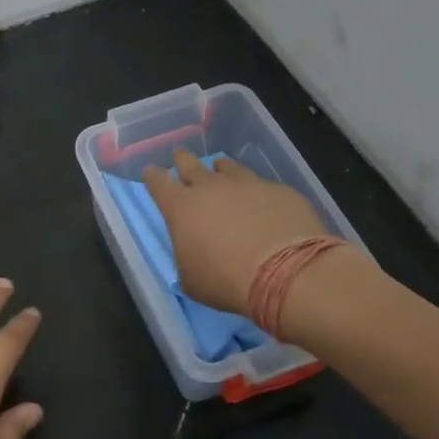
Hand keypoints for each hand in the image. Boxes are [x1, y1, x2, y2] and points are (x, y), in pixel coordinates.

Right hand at [143, 151, 328, 315]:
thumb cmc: (227, 281)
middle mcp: (210, 187)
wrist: (288, 273)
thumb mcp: (192, 280)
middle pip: (189, 163)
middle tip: (180, 158)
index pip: (158, 182)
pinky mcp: (278, 189)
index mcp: (181, 208)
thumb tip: (193, 252)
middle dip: (182, 160)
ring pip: (227, 167)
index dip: (152, 176)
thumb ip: (187, 257)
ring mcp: (247, 184)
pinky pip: (261, 184)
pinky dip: (255, 191)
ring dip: (220, 171)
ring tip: (221, 172)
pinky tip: (262, 203)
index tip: (150, 172)